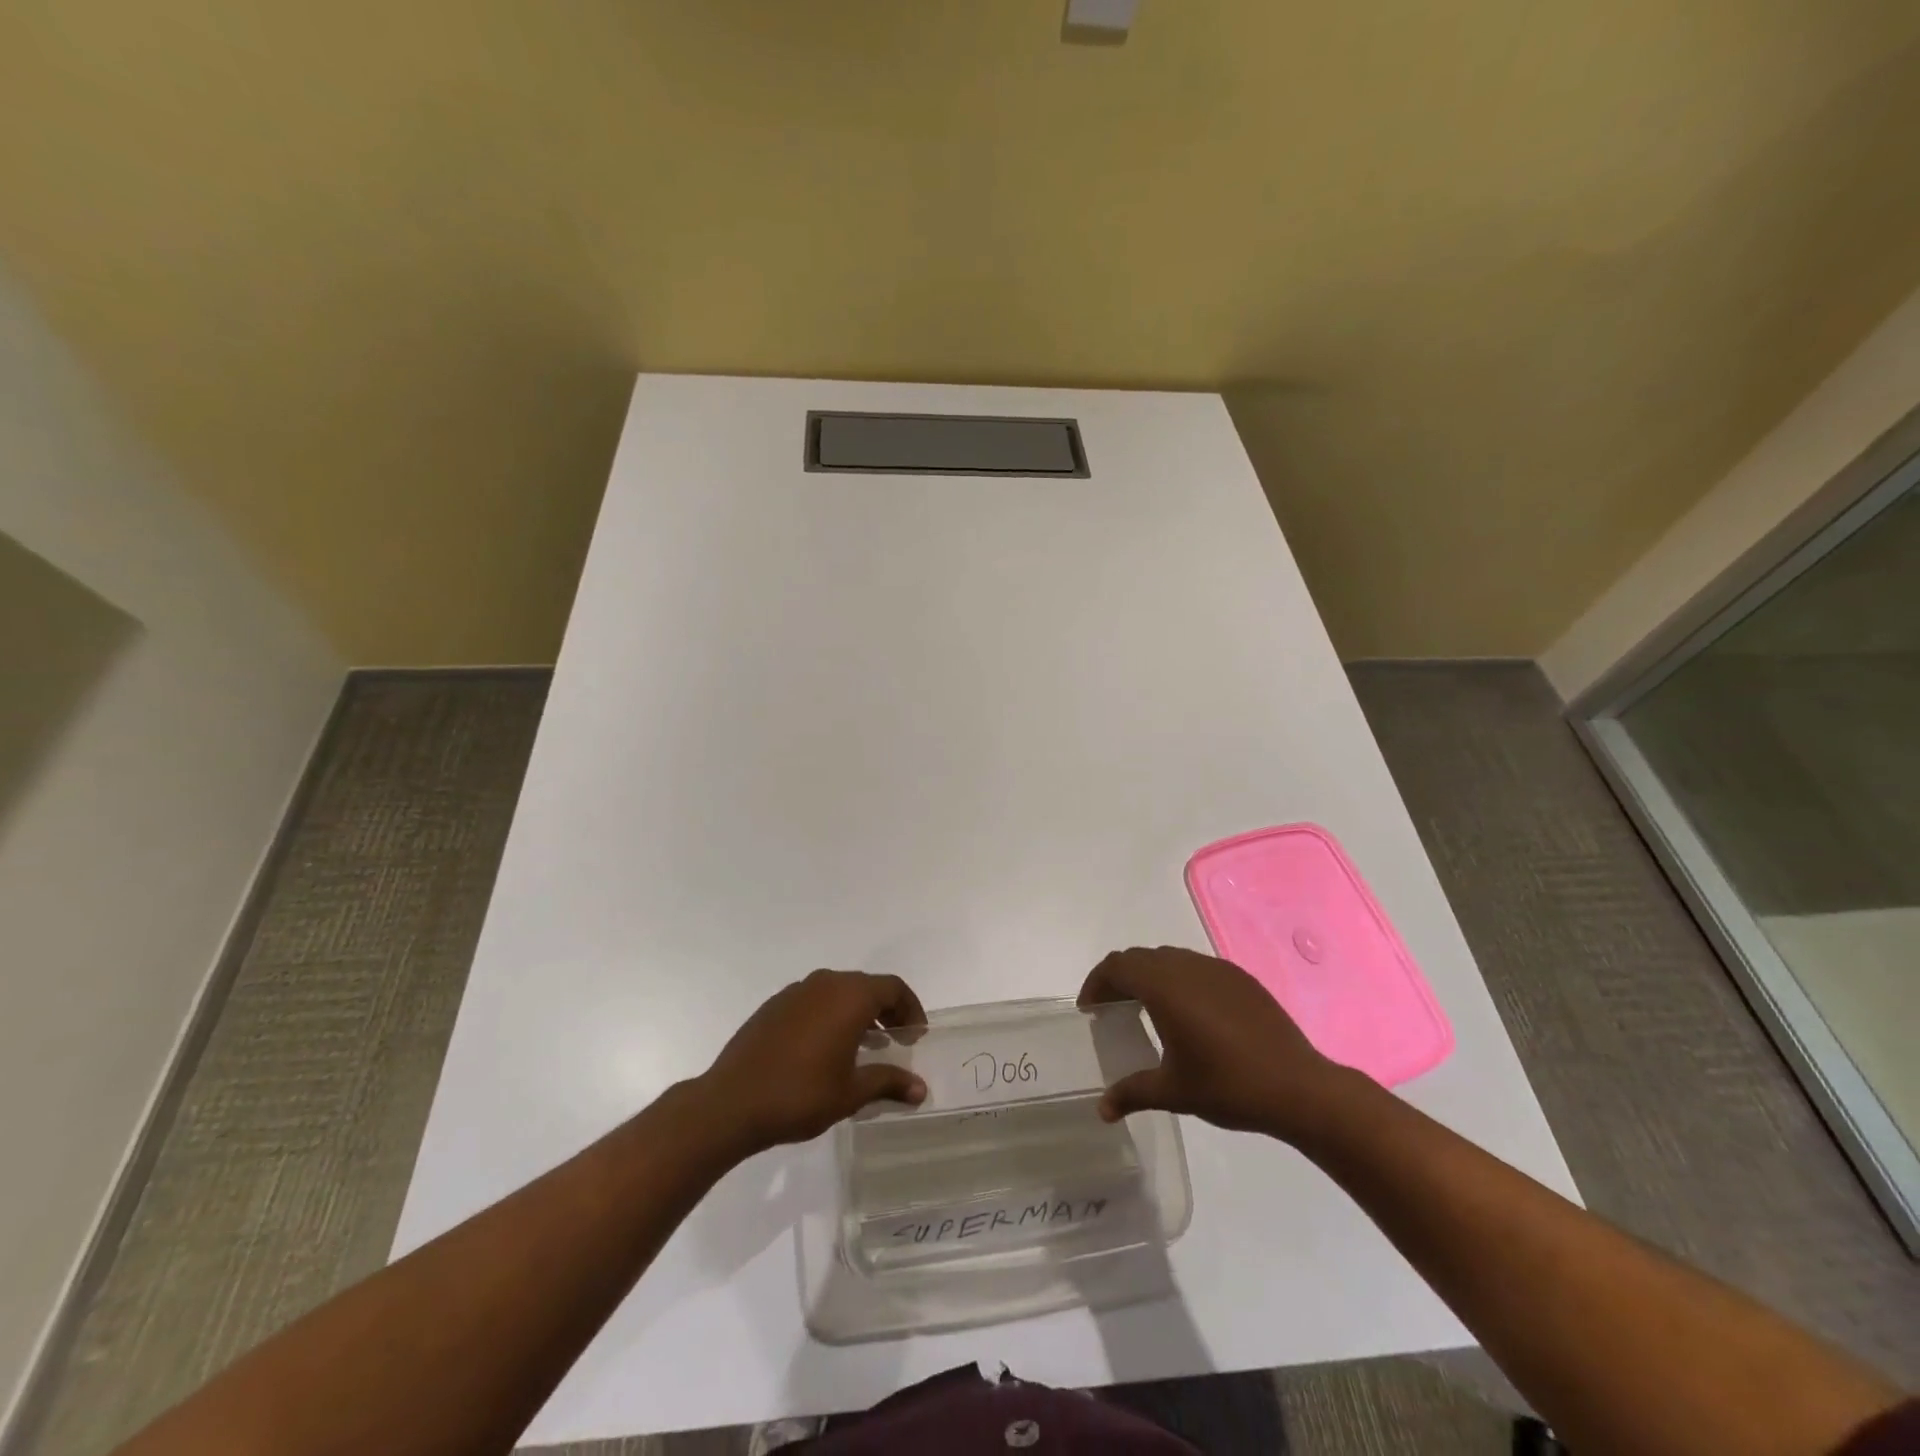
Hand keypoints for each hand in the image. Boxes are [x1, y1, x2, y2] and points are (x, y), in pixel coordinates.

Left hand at [697, 970, 928, 1154]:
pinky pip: (814, 1001)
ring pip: (839, 992)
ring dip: (858, 1012)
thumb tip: (921, 1089)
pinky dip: (830, 1015)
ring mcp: (796, 992)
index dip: (911, 1009)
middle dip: (886, 1010)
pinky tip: (825, 1049)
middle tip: (896, 1041)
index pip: (893, 988)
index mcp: (850, 996)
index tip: (917, 1036)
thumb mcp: (851, 1093)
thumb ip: (889, 1082)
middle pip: (867, 986)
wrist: (731, 1103)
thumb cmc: (800, 1095)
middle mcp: (825, 983)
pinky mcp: (774, 1005)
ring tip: (864, 1047)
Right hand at [1078, 945, 1355, 1141]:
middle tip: (1112, 1008)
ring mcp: (1216, 969)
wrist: (1298, 1087)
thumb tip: (1102, 1110)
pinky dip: (1178, 980)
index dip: (1097, 982)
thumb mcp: (1173, 1092)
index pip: (1117, 967)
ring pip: (1169, 958)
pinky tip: (1189, 1013)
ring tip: (1147, 1009)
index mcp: (1164, 988)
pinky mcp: (1239, 978)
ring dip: (1149, 976)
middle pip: (1140, 958)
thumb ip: (1132, 1092)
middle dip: (1120, 978)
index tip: (1090, 1009)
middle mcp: (1186, 967)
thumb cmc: (1228, 1086)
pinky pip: (1196, 966)